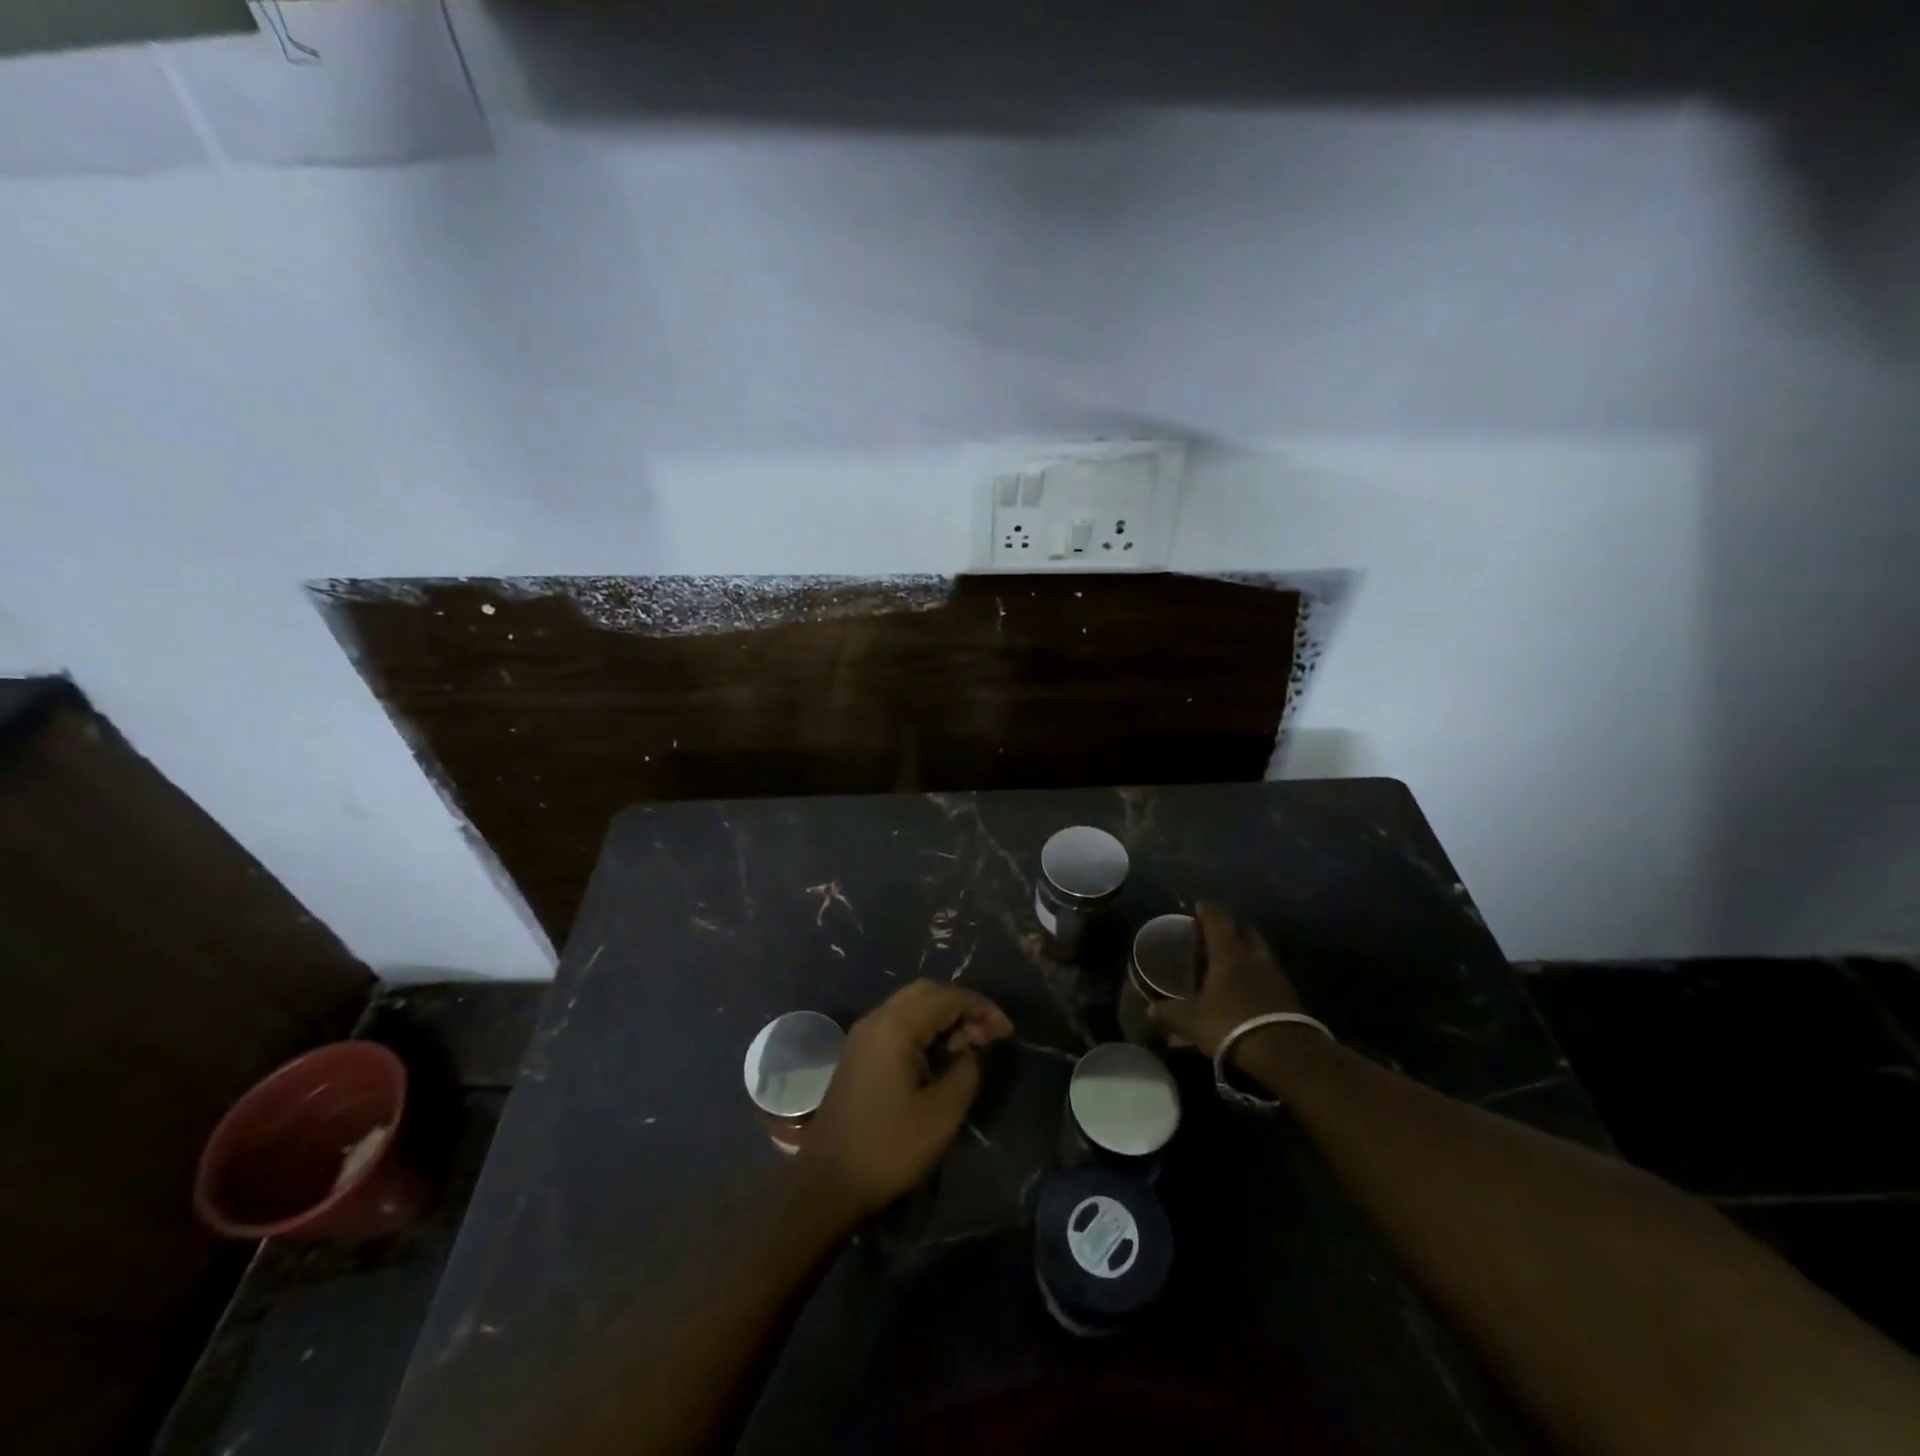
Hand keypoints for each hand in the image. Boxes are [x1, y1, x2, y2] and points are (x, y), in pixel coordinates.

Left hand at [798, 981, 1012, 1226]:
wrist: (826, 1182)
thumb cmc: (888, 1148)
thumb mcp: (941, 1115)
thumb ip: (965, 1072)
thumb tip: (970, 1052)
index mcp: (895, 1027)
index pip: (947, 997)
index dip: (982, 1008)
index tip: (1007, 1032)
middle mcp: (877, 1019)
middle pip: (927, 992)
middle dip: (962, 1006)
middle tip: (988, 1036)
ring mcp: (864, 1034)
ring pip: (911, 1005)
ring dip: (943, 1017)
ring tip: (969, 1047)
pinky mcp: (859, 1052)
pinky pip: (898, 1023)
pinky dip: (924, 1028)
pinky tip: (940, 1056)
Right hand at [1149, 902, 1305, 1061]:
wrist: (1286, 1054)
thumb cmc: (1232, 1024)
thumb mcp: (1192, 1021)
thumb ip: (1169, 1013)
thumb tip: (1150, 1010)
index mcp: (1229, 953)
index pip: (1218, 921)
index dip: (1207, 911)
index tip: (1199, 905)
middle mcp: (1254, 957)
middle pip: (1244, 932)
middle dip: (1230, 929)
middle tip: (1214, 935)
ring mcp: (1276, 976)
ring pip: (1259, 953)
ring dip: (1246, 952)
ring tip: (1229, 962)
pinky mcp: (1289, 996)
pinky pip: (1269, 975)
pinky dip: (1257, 975)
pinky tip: (1247, 989)